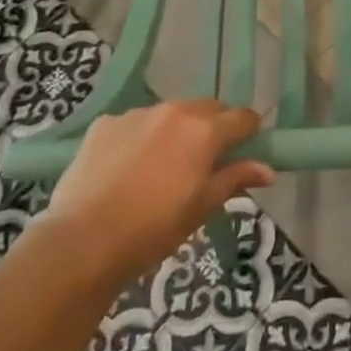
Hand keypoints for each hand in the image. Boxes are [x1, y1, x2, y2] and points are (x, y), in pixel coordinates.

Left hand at [41, 101, 274, 287]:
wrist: (82, 242)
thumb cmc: (152, 230)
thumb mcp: (201, 208)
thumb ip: (235, 179)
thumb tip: (268, 169)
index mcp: (204, 131)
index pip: (243, 117)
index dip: (249, 132)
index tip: (246, 150)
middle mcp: (174, 111)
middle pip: (207, 109)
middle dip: (213, 128)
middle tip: (205, 161)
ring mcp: (137, 114)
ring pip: (170, 114)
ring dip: (175, 131)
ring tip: (162, 167)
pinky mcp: (106, 123)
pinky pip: (134, 123)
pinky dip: (139, 138)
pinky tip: (126, 169)